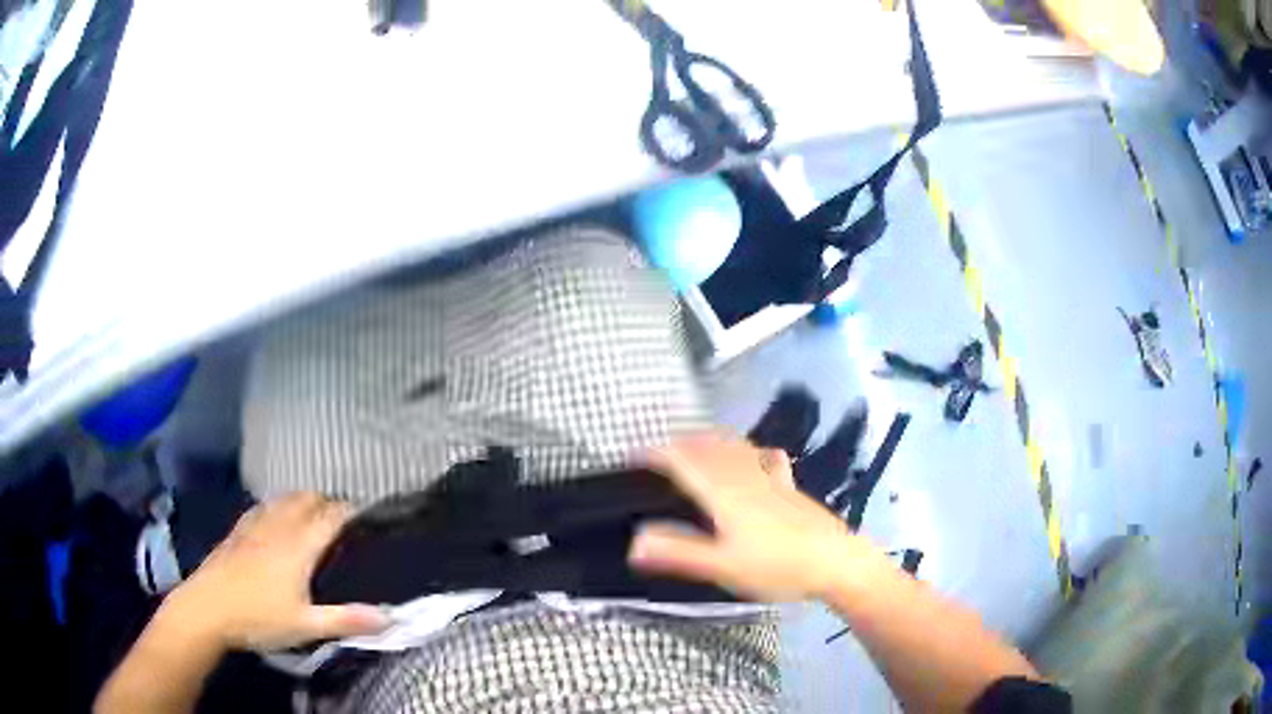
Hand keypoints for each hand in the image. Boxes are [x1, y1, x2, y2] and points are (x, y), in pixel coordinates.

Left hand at [161, 492, 389, 652]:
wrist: (207, 608)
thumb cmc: (259, 618)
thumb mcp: (306, 626)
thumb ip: (346, 620)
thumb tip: (390, 618)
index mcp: (299, 545)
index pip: (331, 517)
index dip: (352, 513)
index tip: (370, 518)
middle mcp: (279, 525)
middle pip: (308, 498)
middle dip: (328, 502)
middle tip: (343, 523)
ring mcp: (255, 524)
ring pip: (284, 498)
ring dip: (304, 501)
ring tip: (314, 518)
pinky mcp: (238, 530)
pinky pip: (264, 506)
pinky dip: (279, 506)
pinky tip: (276, 521)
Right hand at [628, 433, 884, 601]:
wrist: (836, 561)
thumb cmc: (777, 566)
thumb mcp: (723, 567)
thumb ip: (678, 553)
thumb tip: (633, 541)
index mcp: (723, 492)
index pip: (683, 460)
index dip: (655, 454)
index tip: (633, 458)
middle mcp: (743, 475)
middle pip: (707, 448)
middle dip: (679, 446)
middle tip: (657, 457)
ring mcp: (770, 478)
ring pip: (733, 447)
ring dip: (708, 443)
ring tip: (693, 450)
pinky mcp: (788, 486)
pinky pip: (762, 457)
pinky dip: (746, 450)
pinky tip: (752, 455)